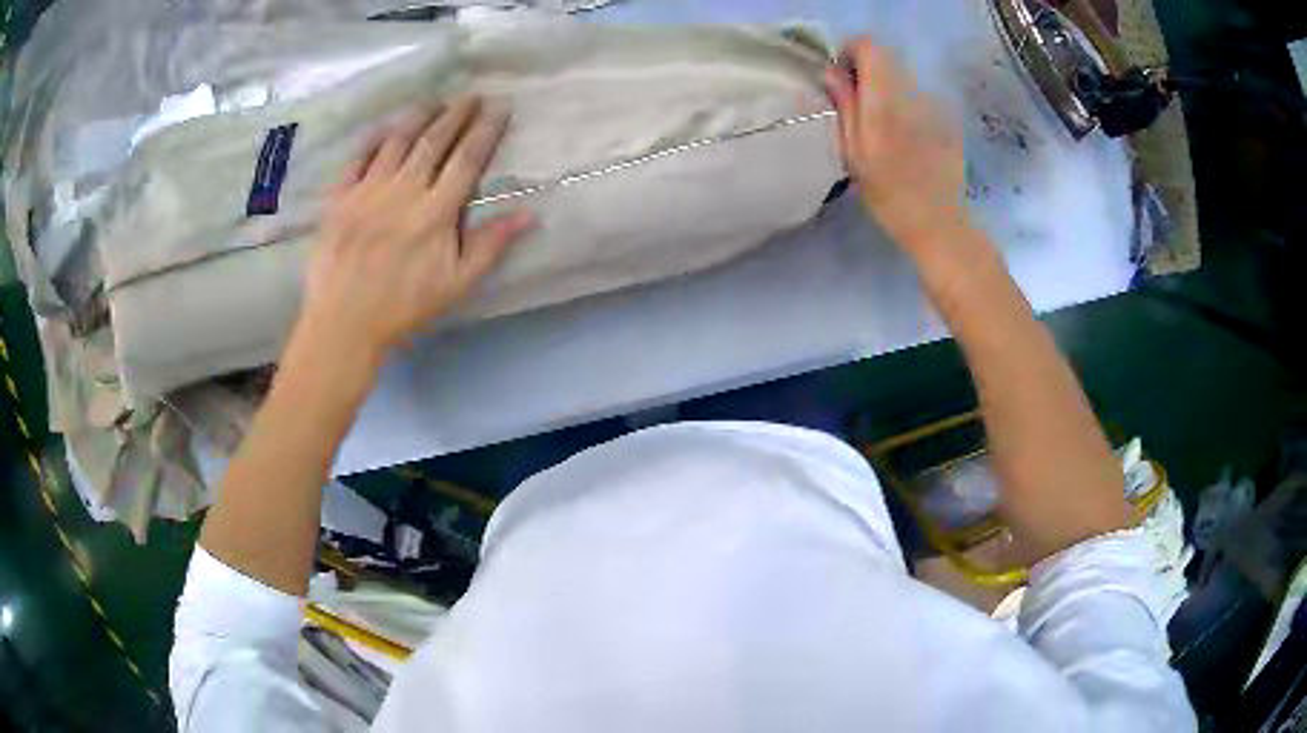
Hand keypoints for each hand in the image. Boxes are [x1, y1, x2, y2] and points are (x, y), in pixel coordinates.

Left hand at [299, 95, 533, 363]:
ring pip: (397, 142)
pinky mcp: (339, 198)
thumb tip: (530, 213)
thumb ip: (490, 245)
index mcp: (435, 211)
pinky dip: (373, 139)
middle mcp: (403, 191)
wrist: (343, 323)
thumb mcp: (456, 284)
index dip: (485, 130)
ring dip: (418, 116)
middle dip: (456, 114)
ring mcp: (367, 191)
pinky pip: (357, 158)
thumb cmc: (403, 307)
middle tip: (470, 94)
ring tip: (433, 100)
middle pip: (434, 142)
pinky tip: (384, 127)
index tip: (499, 107)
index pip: (467, 159)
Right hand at [823, 38, 968, 252]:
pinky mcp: (946, 117)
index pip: (869, 46)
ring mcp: (933, 105)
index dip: (851, 53)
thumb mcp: (853, 154)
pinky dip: (905, 107)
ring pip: (902, 78)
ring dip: (887, 91)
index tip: (842, 77)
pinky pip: (918, 98)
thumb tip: (832, 72)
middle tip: (858, 106)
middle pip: (887, 59)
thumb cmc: (889, 197)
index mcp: (884, 103)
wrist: (939, 223)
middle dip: (867, 73)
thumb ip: (844, 106)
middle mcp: (911, 95)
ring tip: (883, 129)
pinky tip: (907, 140)